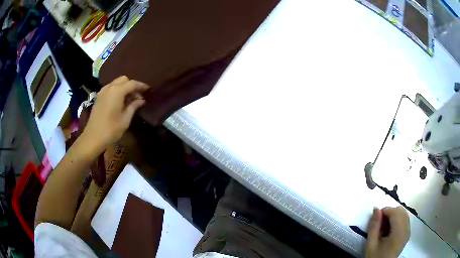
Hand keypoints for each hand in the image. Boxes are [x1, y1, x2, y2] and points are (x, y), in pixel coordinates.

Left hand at [82, 76, 148, 150]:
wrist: (93, 137)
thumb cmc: (111, 129)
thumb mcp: (125, 119)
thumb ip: (134, 106)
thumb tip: (141, 100)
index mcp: (117, 91)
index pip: (132, 83)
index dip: (141, 86)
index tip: (148, 90)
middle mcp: (109, 87)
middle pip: (124, 80)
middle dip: (132, 85)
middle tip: (138, 96)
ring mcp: (102, 91)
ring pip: (116, 83)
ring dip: (124, 87)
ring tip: (130, 99)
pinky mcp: (99, 97)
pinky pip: (110, 88)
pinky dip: (117, 90)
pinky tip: (120, 101)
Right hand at [365, 206, 409, 257]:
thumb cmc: (375, 257)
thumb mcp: (370, 244)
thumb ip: (374, 226)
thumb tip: (376, 208)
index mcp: (398, 233)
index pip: (395, 212)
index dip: (385, 211)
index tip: (375, 218)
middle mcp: (406, 230)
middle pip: (401, 211)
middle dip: (390, 213)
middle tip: (379, 223)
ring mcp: (408, 232)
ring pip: (404, 214)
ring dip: (394, 216)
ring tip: (384, 226)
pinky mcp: (407, 234)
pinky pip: (405, 220)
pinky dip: (397, 220)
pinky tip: (390, 230)